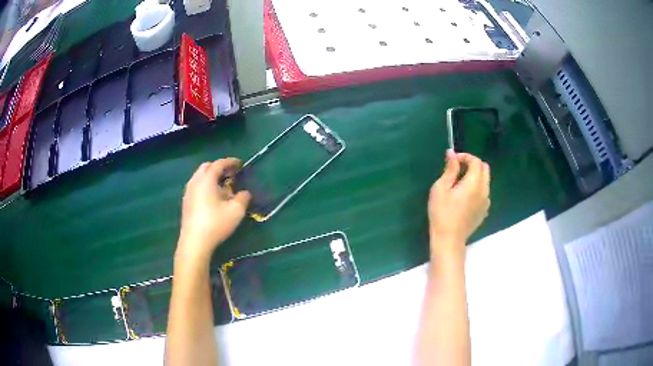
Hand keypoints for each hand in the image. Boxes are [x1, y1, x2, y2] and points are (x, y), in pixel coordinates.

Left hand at [176, 158, 251, 262]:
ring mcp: (188, 192)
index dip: (230, 162)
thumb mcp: (236, 211)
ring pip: (200, 177)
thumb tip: (245, 193)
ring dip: (211, 177)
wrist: (194, 242)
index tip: (240, 164)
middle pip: (206, 167)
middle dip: (219, 168)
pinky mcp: (186, 203)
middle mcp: (195, 182)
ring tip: (223, 187)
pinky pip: (196, 187)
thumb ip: (243, 198)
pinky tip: (213, 199)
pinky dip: (205, 186)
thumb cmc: (216, 223)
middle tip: (231, 174)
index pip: (219, 164)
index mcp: (206, 179)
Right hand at [428, 150, 489, 256]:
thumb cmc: (442, 213)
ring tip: (459, 184)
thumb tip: (452, 153)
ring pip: (485, 181)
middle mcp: (484, 190)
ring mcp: (486, 202)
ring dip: (475, 176)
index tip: (453, 160)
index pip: (476, 161)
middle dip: (473, 164)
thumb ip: (450, 169)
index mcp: (474, 183)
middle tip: (458, 169)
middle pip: (485, 169)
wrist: (449, 239)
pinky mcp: (484, 211)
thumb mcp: (441, 188)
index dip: (465, 156)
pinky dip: (477, 188)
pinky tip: (464, 197)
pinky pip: (484, 193)